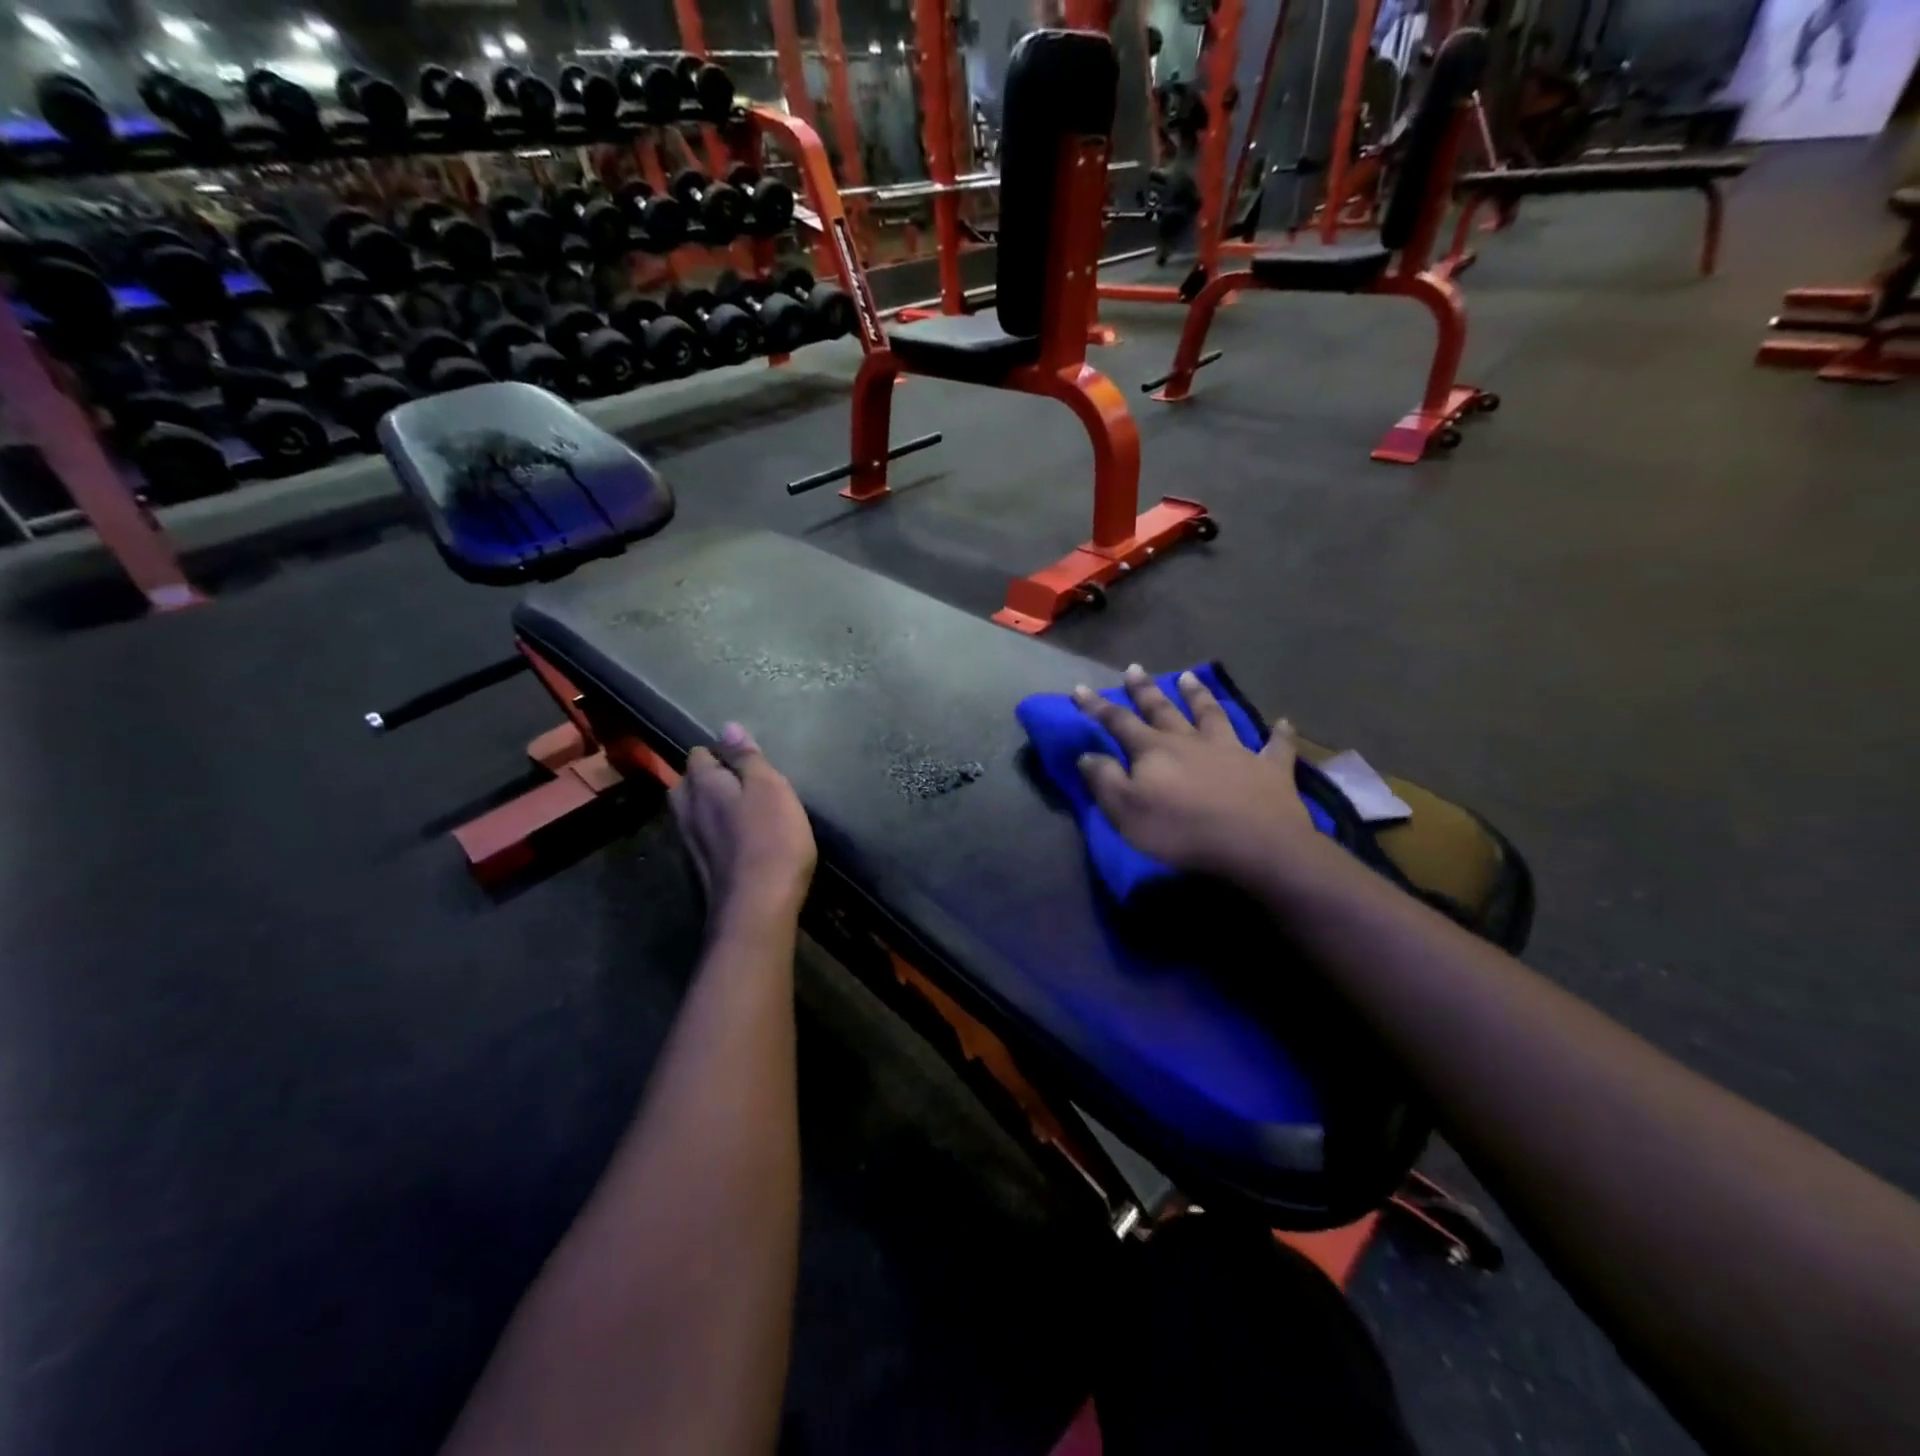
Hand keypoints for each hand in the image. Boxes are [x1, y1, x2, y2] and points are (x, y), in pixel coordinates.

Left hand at [670, 723, 816, 930]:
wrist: (757, 907)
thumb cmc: (771, 838)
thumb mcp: (770, 788)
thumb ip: (747, 758)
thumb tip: (727, 727)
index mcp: (702, 784)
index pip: (699, 754)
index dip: (721, 752)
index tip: (745, 760)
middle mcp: (687, 810)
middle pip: (688, 784)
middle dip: (707, 778)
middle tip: (741, 782)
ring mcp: (690, 843)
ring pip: (692, 812)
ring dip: (709, 806)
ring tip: (739, 808)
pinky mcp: (701, 869)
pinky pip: (703, 837)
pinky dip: (716, 832)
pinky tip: (737, 839)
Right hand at [1073, 666, 1323, 882]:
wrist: (1256, 845)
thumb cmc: (1182, 831)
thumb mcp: (1127, 812)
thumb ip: (1106, 780)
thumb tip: (1087, 754)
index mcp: (1155, 750)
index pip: (1119, 722)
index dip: (1097, 706)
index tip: (1080, 689)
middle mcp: (1192, 741)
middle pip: (1164, 710)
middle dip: (1145, 690)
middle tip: (1134, 669)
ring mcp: (1233, 751)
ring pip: (1213, 715)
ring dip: (1200, 695)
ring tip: (1189, 676)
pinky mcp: (1269, 768)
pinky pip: (1276, 746)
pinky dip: (1279, 734)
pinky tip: (1284, 722)